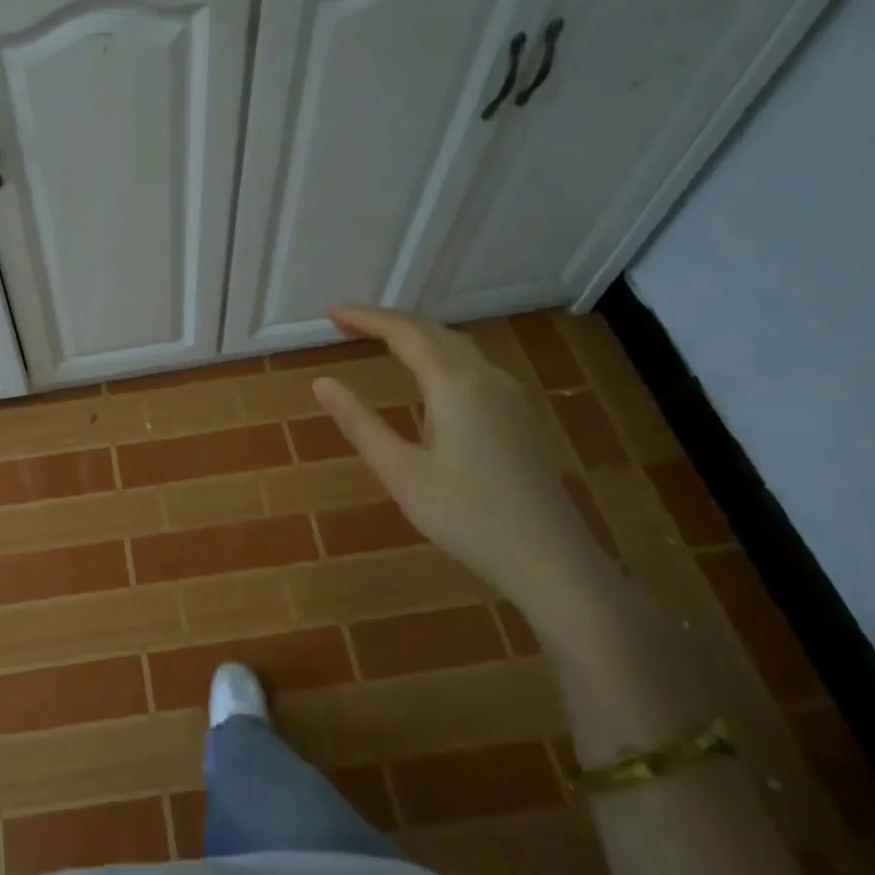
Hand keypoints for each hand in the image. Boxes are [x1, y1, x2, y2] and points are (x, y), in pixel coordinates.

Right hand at [312, 305, 618, 632]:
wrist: (552, 560)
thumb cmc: (467, 516)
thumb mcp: (401, 473)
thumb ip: (360, 423)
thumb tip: (322, 383)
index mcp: (455, 385)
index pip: (404, 333)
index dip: (366, 318)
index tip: (331, 313)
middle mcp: (486, 378)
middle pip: (434, 331)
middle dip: (389, 323)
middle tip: (347, 324)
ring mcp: (510, 396)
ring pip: (458, 347)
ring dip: (417, 337)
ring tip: (381, 342)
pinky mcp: (520, 417)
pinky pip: (474, 367)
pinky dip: (440, 356)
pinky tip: (430, 380)